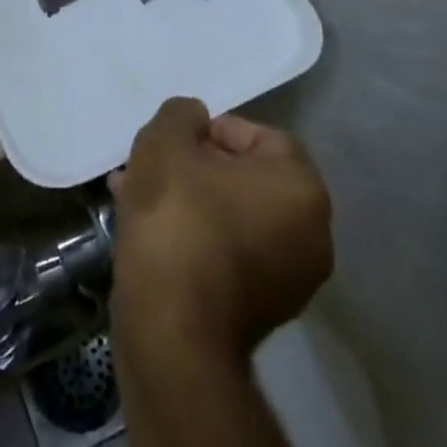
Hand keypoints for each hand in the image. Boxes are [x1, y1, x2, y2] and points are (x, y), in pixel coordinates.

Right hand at [110, 99, 332, 359]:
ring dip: (188, 199)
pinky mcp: (261, 313)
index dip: (214, 129)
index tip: (176, 139)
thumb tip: (196, 121)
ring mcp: (290, 281)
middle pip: (246, 178)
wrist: (172, 332)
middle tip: (152, 164)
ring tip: (135, 192)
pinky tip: (148, 230)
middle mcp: (312, 235)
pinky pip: (228, 252)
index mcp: (302, 189)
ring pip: (231, 215)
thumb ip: (182, 114)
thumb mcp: (166, 141)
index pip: (261, 136)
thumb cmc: (178, 218)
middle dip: (194, 165)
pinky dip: (195, 235)